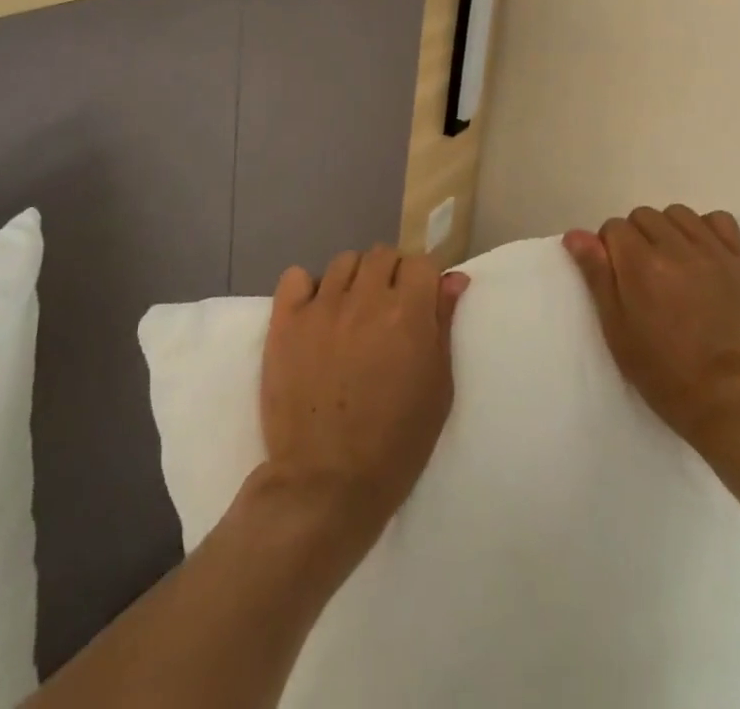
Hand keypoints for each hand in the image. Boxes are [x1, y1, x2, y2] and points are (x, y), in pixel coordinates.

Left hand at [257, 246, 469, 557]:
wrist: (326, 484)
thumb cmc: (396, 443)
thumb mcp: (438, 389)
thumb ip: (444, 325)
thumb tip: (454, 279)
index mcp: (407, 313)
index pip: (420, 262)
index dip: (422, 280)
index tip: (419, 301)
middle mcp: (365, 298)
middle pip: (382, 255)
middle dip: (390, 275)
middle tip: (386, 311)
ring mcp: (321, 308)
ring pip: (342, 262)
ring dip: (353, 280)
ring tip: (350, 313)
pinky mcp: (285, 322)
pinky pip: (295, 277)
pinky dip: (306, 288)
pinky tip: (314, 313)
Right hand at [564, 205, 739, 474]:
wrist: (737, 405)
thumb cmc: (668, 376)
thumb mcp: (618, 333)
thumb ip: (597, 276)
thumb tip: (576, 235)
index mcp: (642, 265)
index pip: (612, 228)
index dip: (608, 250)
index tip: (617, 280)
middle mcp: (677, 248)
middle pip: (643, 216)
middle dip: (635, 238)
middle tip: (643, 277)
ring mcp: (713, 252)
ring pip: (677, 214)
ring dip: (668, 231)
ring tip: (672, 265)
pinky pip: (719, 220)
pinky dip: (705, 229)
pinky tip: (702, 255)